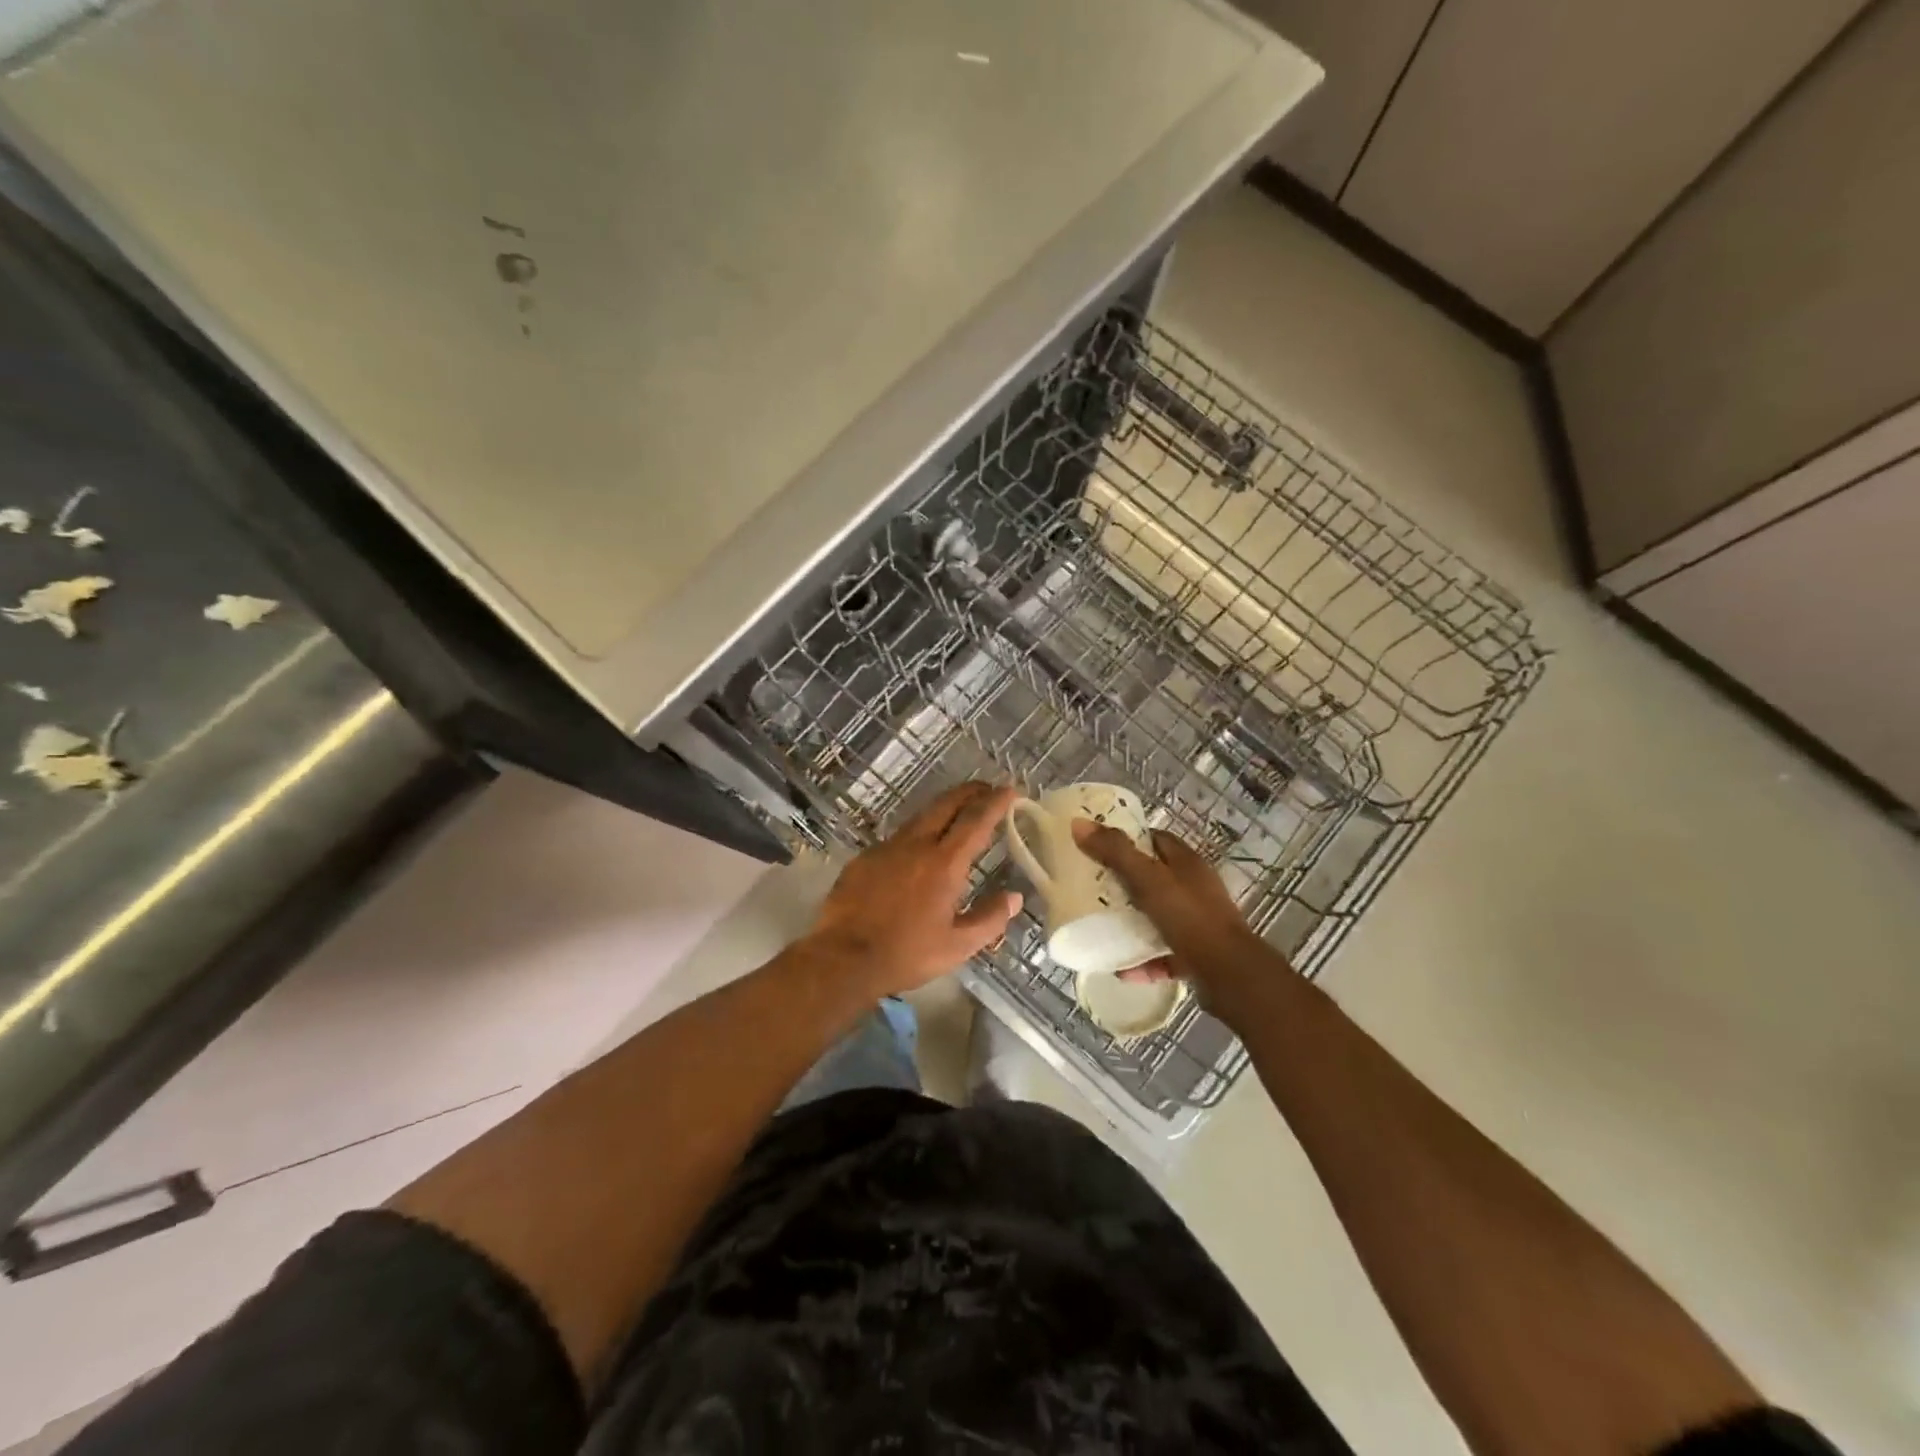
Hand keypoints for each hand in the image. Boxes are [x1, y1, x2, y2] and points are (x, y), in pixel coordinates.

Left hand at [802, 782, 1022, 998]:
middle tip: (986, 790)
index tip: (1010, 789)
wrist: (842, 958)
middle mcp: (916, 845)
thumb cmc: (906, 954)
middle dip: (970, 792)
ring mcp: (886, 848)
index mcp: (944, 864)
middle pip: (946, 804)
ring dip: (943, 809)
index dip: (996, 802)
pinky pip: (897, 838)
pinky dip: (917, 834)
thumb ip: (990, 919)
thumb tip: (1014, 897)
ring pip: (920, 817)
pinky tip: (917, 851)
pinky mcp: (864, 858)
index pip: (976, 821)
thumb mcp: (957, 946)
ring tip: (957, 813)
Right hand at [1072, 820, 1277, 1012]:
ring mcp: (1198, 922)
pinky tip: (1121, 969)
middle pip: (1154, 878)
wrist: (1230, 974)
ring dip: (1132, 923)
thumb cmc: (1189, 917)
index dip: (1128, 840)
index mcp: (1186, 863)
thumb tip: (1079, 823)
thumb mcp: (1147, 880)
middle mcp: (1194, 888)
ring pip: (1158, 916)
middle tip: (1092, 888)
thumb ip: (1115, 852)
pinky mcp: (1197, 954)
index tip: (1098, 847)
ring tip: (1101, 927)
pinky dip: (1143, 960)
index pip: (1155, 840)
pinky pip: (1163, 953)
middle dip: (1124, 883)